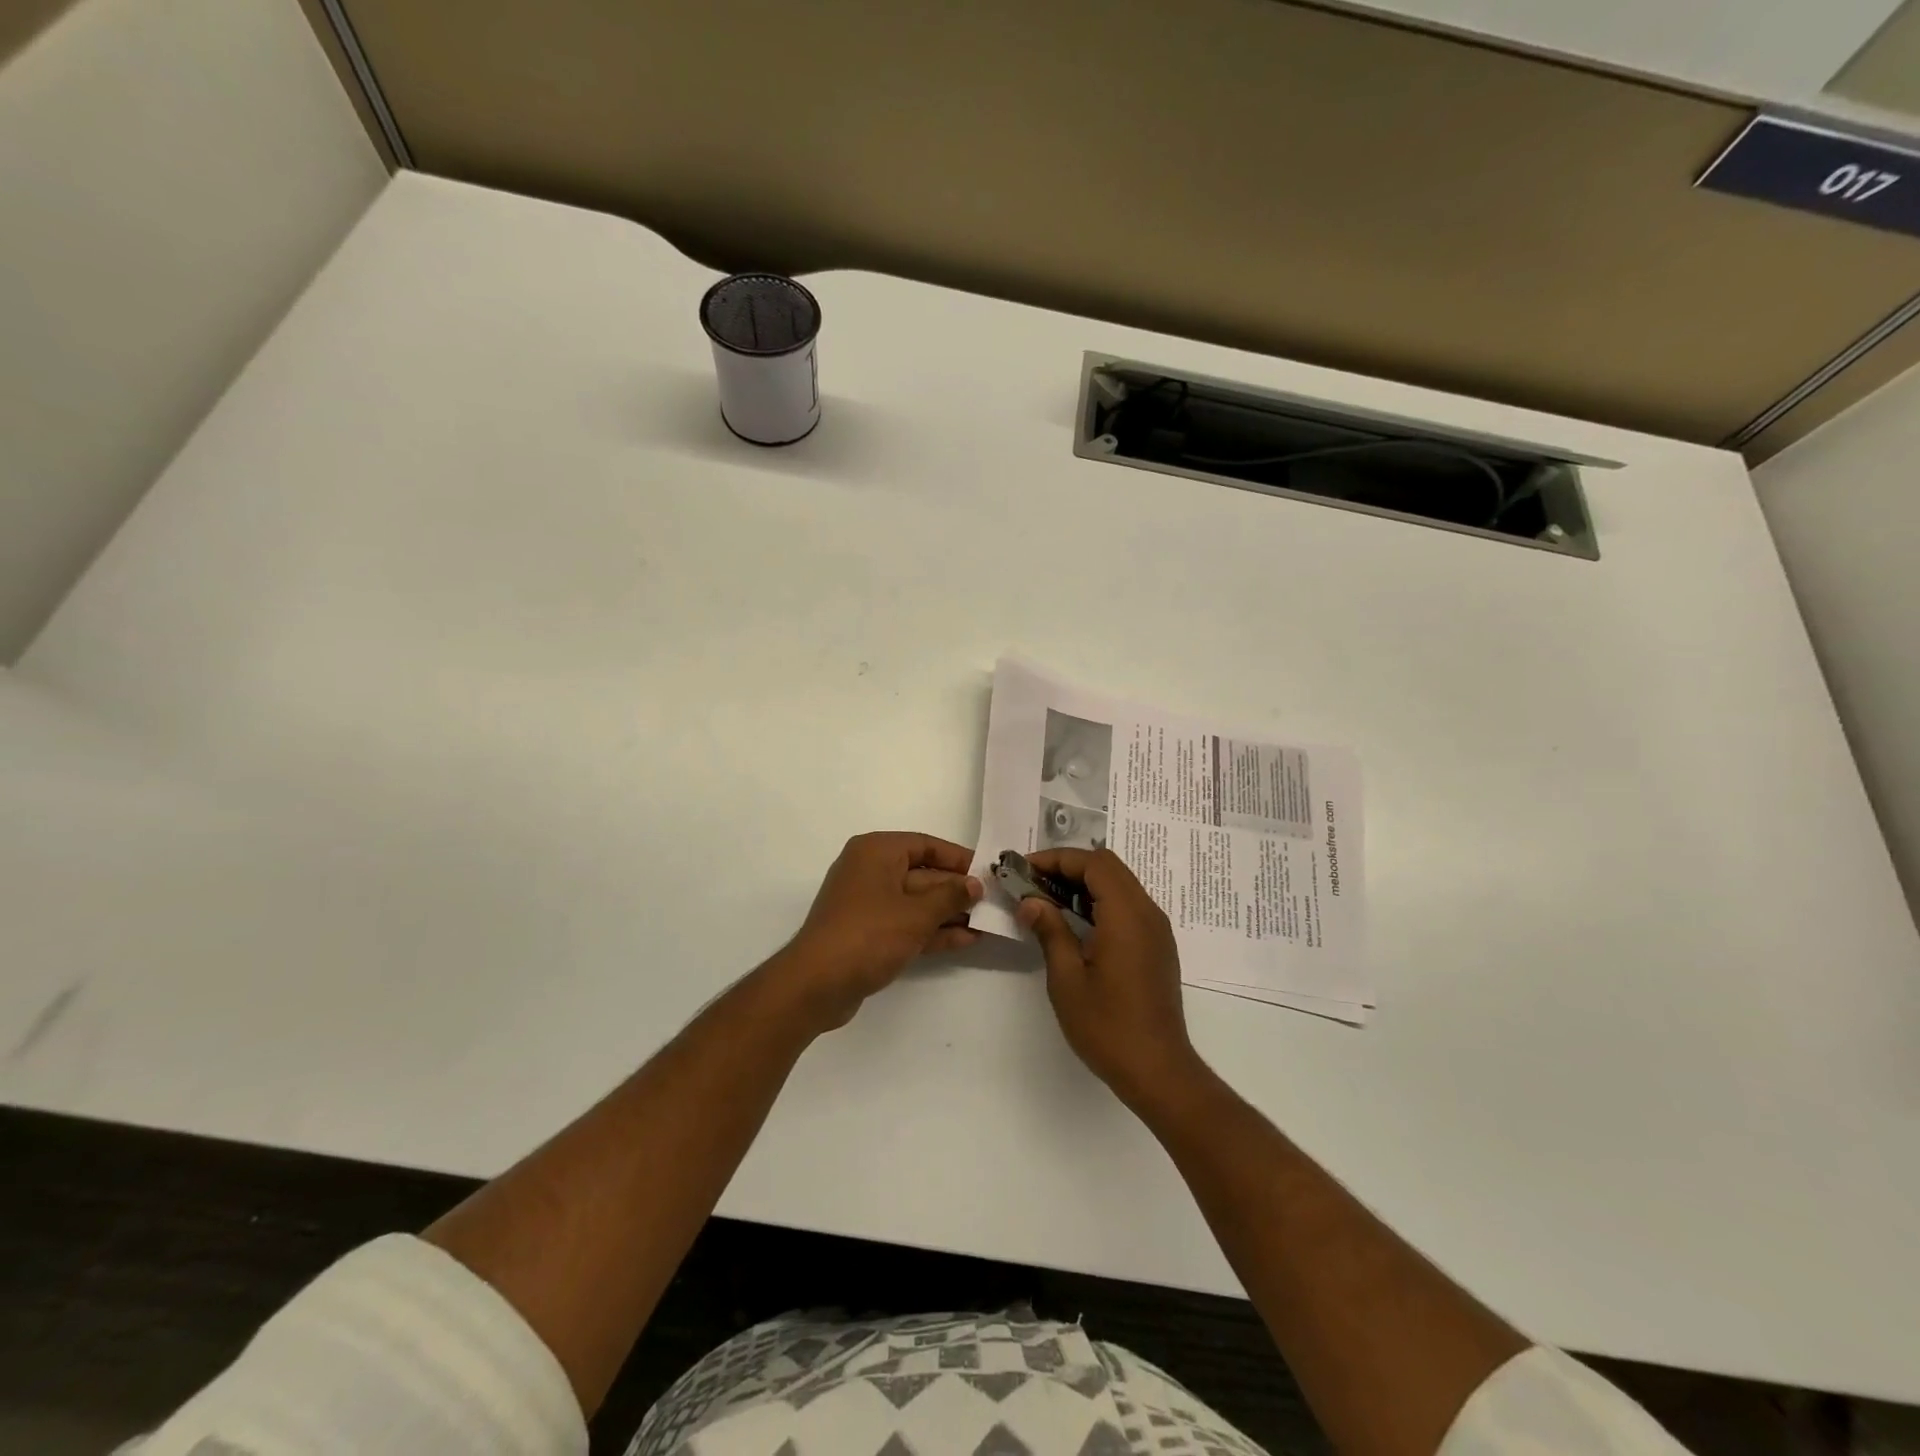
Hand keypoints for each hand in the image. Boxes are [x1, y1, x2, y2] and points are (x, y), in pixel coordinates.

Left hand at [774, 832, 982, 1032]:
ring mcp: (868, 903)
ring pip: (916, 902)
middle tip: (993, 902)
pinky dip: (932, 930)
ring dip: (948, 913)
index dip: (957, 858)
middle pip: (922, 874)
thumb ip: (950, 896)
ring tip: (986, 924)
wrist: (816, 984)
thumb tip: (974, 884)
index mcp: (877, 851)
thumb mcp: (916, 914)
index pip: (925, 845)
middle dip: (956, 890)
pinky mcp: (868, 932)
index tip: (987, 872)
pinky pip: (906, 923)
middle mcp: (870, 870)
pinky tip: (965, 940)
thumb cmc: (868, 935)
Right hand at [1018, 848, 1204, 1106]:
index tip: (1024, 869)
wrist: (1158, 1070)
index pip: (1093, 863)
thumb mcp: (1067, 978)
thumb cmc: (1108, 1026)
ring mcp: (1156, 930)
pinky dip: (1100, 901)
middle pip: (1108, 867)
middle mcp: (1147, 913)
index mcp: (1126, 915)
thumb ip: (1050, 931)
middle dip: (1068, 867)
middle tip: (1033, 882)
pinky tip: (1075, 922)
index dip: (1057, 859)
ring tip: (1047, 899)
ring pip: (1120, 885)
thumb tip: (1030, 902)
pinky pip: (1128, 906)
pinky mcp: (1157, 946)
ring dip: (1084, 883)